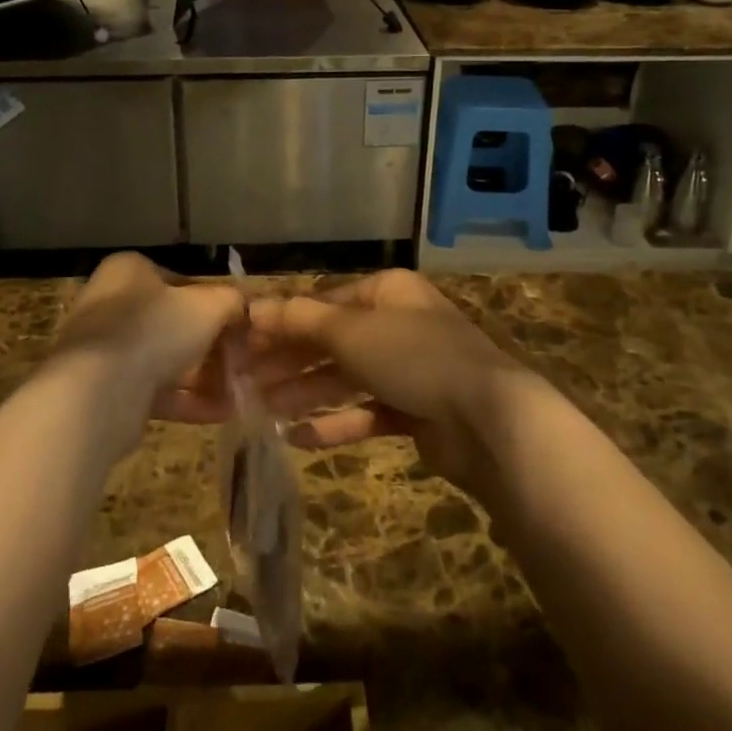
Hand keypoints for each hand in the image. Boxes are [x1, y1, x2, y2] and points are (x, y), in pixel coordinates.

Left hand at [54, 252, 246, 425]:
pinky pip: (154, 391)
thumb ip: (231, 301)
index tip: (238, 325)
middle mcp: (111, 305)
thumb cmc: (155, 329)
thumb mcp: (208, 305)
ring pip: (165, 360)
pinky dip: (187, 401)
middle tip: (241, 362)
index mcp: (129, 271)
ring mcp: (104, 351)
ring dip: (204, 376)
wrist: (98, 393)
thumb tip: (244, 306)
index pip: (181, 281)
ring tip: (239, 392)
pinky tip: (222, 413)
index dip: (214, 303)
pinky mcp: (105, 392)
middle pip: (173, 323)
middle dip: (211, 346)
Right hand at [246, 270, 525, 490]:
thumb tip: (252, 307)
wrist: (487, 419)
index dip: (283, 321)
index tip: (245, 344)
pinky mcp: (417, 410)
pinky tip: (300, 438)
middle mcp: (398, 324)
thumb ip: (300, 320)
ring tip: (262, 411)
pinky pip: (368, 412)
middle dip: (290, 361)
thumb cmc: (413, 356)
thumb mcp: (350, 330)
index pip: (324, 302)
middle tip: (245, 382)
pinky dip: (337, 423)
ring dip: (306, 393)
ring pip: (347, 378)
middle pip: (332, 341)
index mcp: (387, 292)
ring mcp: (410, 368)